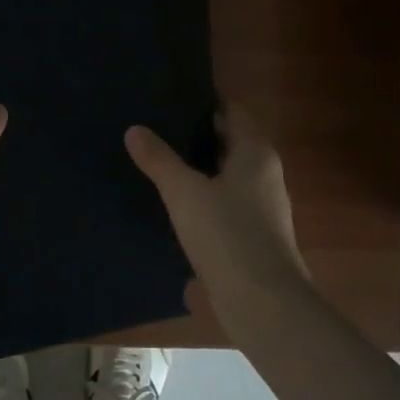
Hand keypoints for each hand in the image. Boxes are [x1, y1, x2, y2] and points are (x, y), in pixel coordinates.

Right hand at [126, 107, 312, 317]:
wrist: (264, 304)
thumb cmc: (228, 236)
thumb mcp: (184, 193)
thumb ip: (159, 160)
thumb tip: (135, 129)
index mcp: (255, 152)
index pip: (231, 110)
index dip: (203, 101)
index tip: (169, 96)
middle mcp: (264, 173)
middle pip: (229, 141)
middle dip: (195, 133)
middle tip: (153, 124)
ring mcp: (261, 206)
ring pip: (225, 174)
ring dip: (197, 167)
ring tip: (156, 160)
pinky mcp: (252, 235)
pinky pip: (224, 202)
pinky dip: (202, 196)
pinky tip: (173, 203)